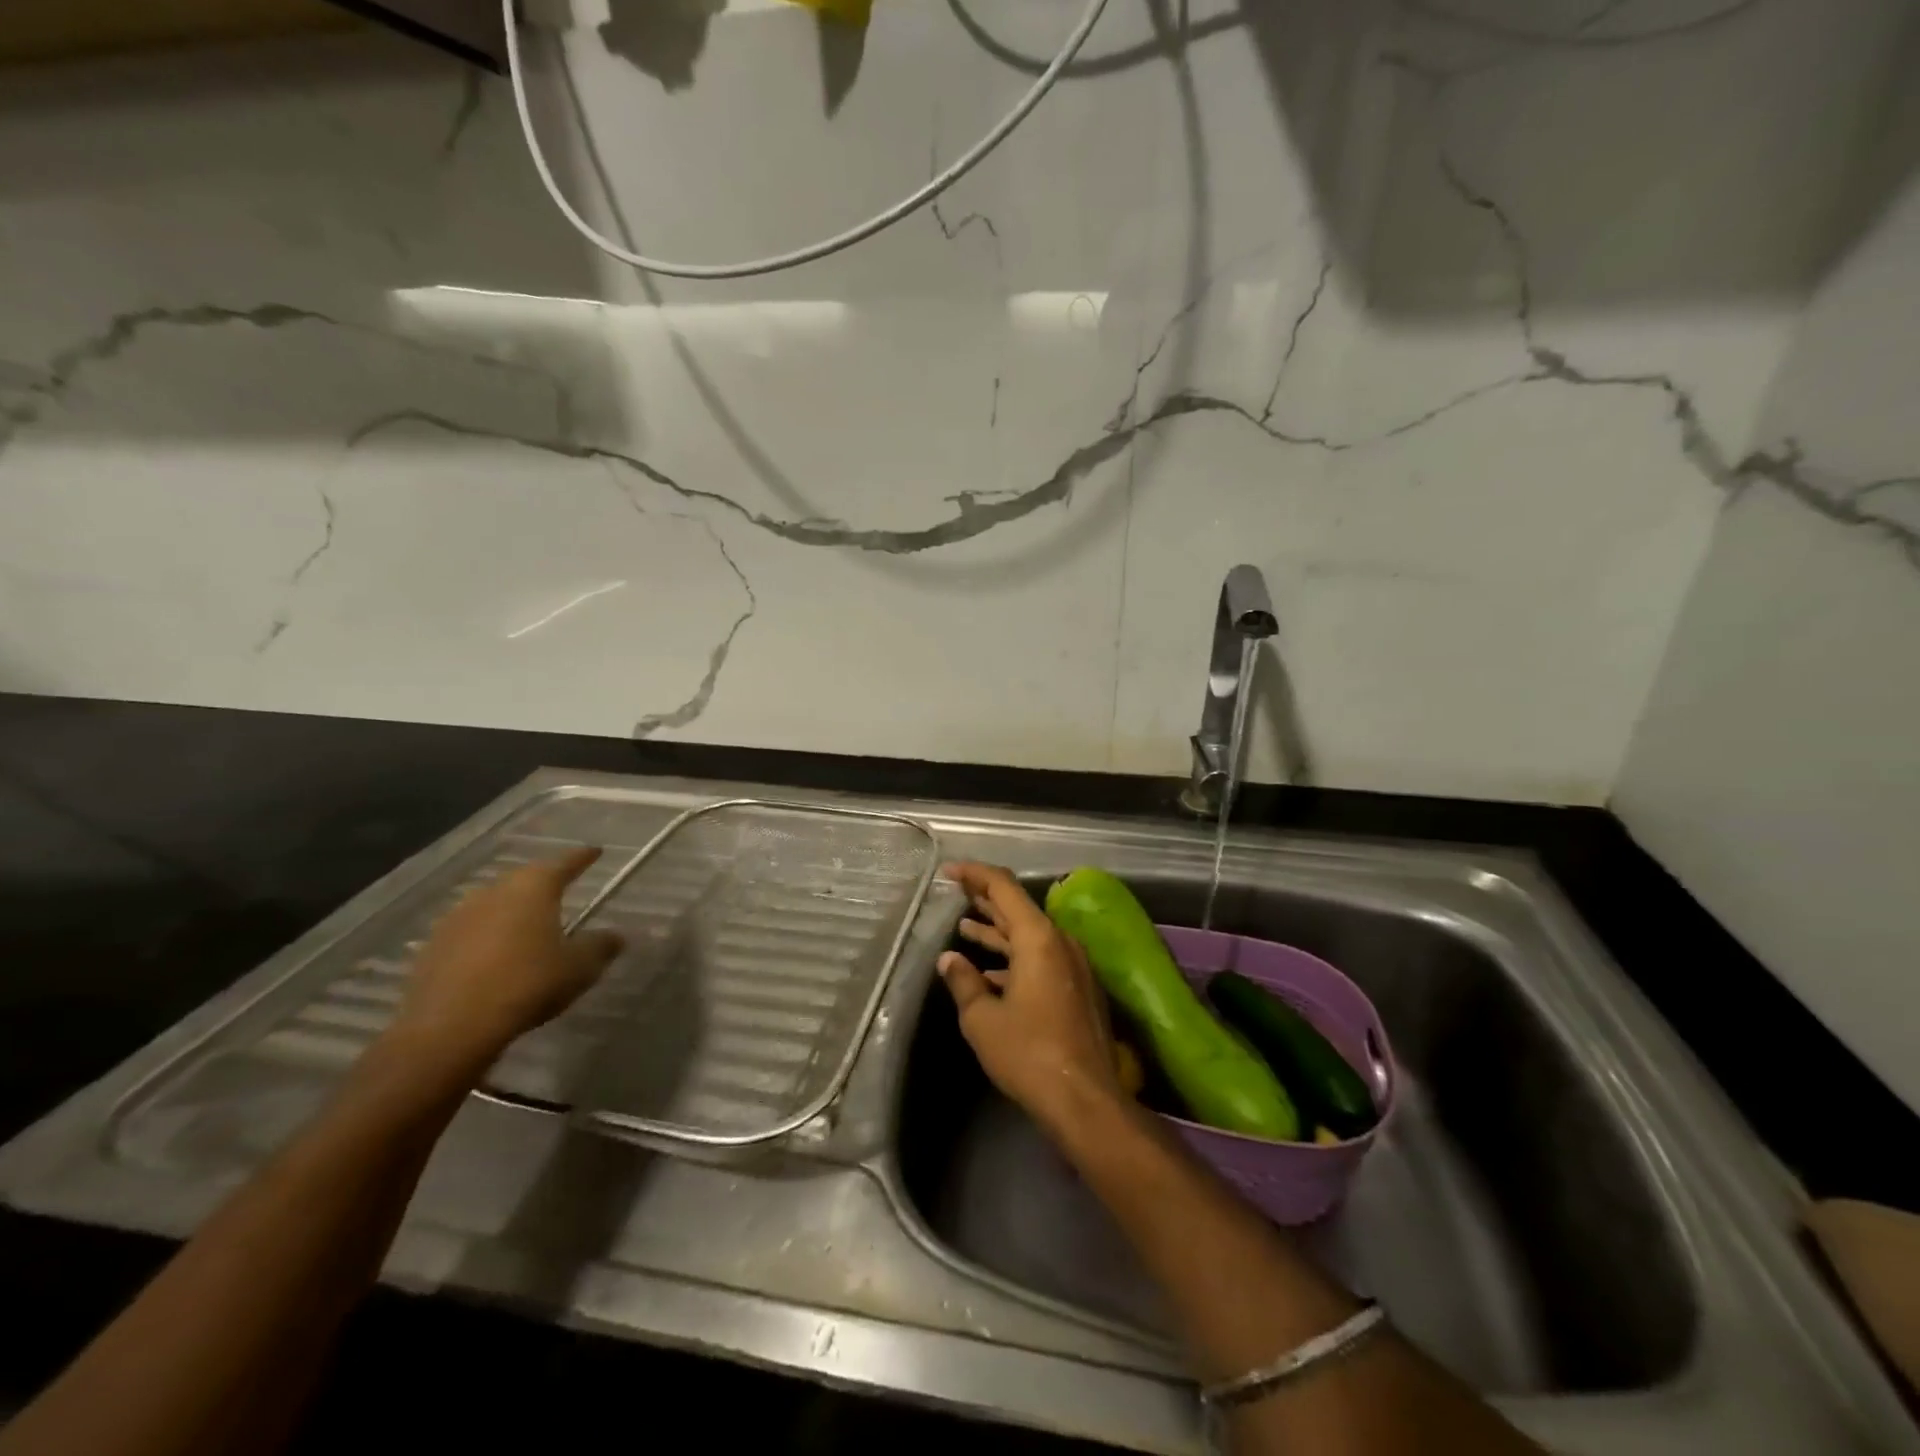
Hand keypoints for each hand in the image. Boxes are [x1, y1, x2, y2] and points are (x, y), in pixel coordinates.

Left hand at [385, 846, 624, 1077]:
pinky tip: (494, 954)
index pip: (564, 863)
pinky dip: (487, 935)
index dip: (582, 857)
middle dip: (544, 881)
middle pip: (525, 878)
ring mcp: (458, 917)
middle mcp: (494, 892)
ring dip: (512, 908)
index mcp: (533, 888)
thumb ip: (600, 946)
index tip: (595, 851)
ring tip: (528, 922)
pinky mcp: (434, 946)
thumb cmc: (527, 984)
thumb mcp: (579, 967)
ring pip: (494, 902)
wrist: (450, 1027)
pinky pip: (470, 930)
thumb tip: (616, 936)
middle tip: (562, 887)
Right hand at [938, 862, 1122, 1131]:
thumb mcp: (982, 1019)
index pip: (1004, 888)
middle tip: (957, 890)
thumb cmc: (1028, 1053)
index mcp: (1039, 938)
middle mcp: (1060, 943)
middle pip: (1019, 909)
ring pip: (1029, 936)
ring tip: (966, 926)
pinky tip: (990, 971)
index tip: (949, 871)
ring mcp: (1073, 966)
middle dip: (986, 899)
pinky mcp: (1077, 990)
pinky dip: (1014, 959)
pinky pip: (1041, 960)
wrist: (1085, 1100)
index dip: (975, 875)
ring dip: (998, 931)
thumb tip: (949, 960)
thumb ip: (964, 982)